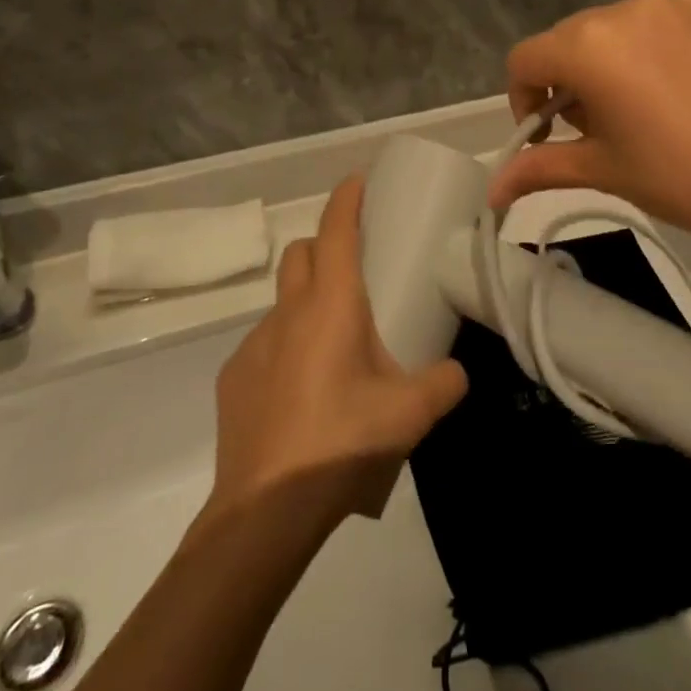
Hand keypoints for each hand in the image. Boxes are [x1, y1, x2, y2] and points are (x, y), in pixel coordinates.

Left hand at [210, 176, 468, 523]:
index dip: (347, 198)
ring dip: (307, 302)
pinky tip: (303, 391)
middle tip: (356, 268)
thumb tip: (457, 373)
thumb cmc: (341, 442)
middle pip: (302, 252)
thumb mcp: (410, 414)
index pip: (336, 229)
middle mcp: (288, 312)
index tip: (358, 180)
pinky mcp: (234, 378)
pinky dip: (286, 347)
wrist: (265, 510)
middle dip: (326, 244)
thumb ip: (444, 383)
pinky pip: (265, 344)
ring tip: (335, 344)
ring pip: (283, 300)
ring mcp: (254, 344)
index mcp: (330, 304)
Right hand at [487, 0, 690, 257]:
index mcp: (590, 45)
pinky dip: (663, 50)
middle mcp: (628, 8)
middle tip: (600, 129)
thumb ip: (540, 168)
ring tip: (649, 109)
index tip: (547, 134)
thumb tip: (491, 192)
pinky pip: (669, 24)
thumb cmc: (685, 177)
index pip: (526, 58)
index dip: (524, 98)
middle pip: (571, 39)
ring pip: (621, 29)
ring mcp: (679, 3)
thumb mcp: (605, 171)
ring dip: (615, 62)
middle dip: (570, 81)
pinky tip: (690, 90)